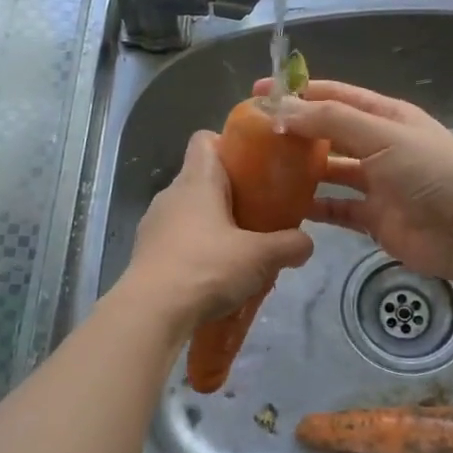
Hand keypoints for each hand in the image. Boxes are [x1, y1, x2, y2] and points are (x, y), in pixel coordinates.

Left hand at [116, 130, 314, 334]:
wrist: (151, 312)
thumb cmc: (207, 268)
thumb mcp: (260, 257)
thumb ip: (289, 245)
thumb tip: (306, 244)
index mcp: (196, 181)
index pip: (204, 140)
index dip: (229, 145)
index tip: (254, 167)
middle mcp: (170, 195)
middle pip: (201, 179)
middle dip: (231, 193)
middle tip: (260, 215)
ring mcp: (153, 225)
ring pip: (189, 213)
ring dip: (213, 226)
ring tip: (240, 251)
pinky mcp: (146, 254)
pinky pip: (178, 241)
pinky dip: (196, 251)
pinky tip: (215, 276)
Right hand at [253, 78, 452, 288]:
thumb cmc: (431, 172)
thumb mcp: (382, 134)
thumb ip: (331, 121)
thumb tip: (281, 111)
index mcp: (384, 116)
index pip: (334, 96)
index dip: (297, 92)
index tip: (258, 95)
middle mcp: (377, 145)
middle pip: (327, 133)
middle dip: (293, 132)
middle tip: (250, 137)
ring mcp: (374, 184)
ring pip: (328, 172)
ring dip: (299, 171)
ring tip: (259, 172)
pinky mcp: (371, 219)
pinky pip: (335, 209)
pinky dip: (313, 208)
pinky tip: (283, 208)